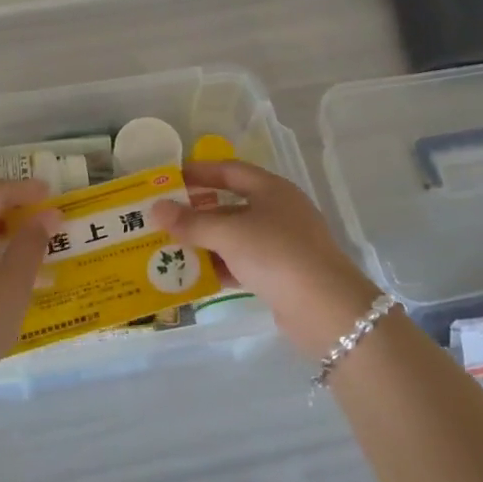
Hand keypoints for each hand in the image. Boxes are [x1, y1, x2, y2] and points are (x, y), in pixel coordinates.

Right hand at [151, 161, 380, 355]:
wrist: (326, 310)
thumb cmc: (277, 254)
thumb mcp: (229, 234)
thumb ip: (191, 222)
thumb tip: (156, 209)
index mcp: (271, 189)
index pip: (229, 171)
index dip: (199, 172)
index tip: (168, 179)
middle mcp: (278, 211)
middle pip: (230, 205)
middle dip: (196, 211)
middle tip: (163, 217)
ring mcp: (281, 244)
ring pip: (234, 237)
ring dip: (204, 241)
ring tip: (169, 247)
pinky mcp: (280, 275)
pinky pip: (241, 263)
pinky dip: (219, 267)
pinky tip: (192, 277)